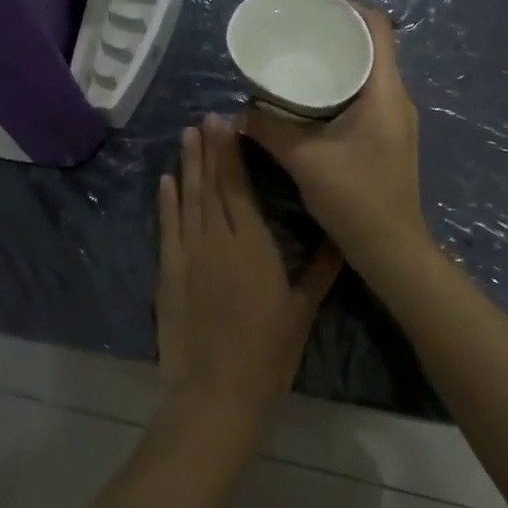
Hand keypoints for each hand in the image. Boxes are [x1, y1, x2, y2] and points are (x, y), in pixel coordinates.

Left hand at [156, 114, 341, 425]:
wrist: (216, 390)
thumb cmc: (267, 351)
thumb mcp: (301, 309)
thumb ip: (321, 270)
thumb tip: (341, 238)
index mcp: (251, 243)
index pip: (238, 186)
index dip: (231, 152)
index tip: (227, 123)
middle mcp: (216, 238)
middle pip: (211, 184)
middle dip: (208, 149)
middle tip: (205, 118)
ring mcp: (188, 254)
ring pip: (187, 199)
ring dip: (186, 166)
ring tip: (186, 135)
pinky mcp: (169, 272)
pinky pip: (167, 227)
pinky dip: (166, 202)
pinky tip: (167, 181)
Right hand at [242, 4, 428, 274]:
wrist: (391, 248)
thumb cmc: (355, 197)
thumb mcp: (304, 159)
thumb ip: (269, 130)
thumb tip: (238, 112)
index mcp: (385, 91)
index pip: (378, 27)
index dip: (349, 5)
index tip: (313, 0)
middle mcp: (396, 98)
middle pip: (373, 45)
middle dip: (337, 30)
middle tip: (298, 26)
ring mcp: (394, 119)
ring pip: (369, 71)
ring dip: (339, 58)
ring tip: (301, 54)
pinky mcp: (387, 137)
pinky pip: (365, 94)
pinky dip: (341, 84)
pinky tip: (311, 95)